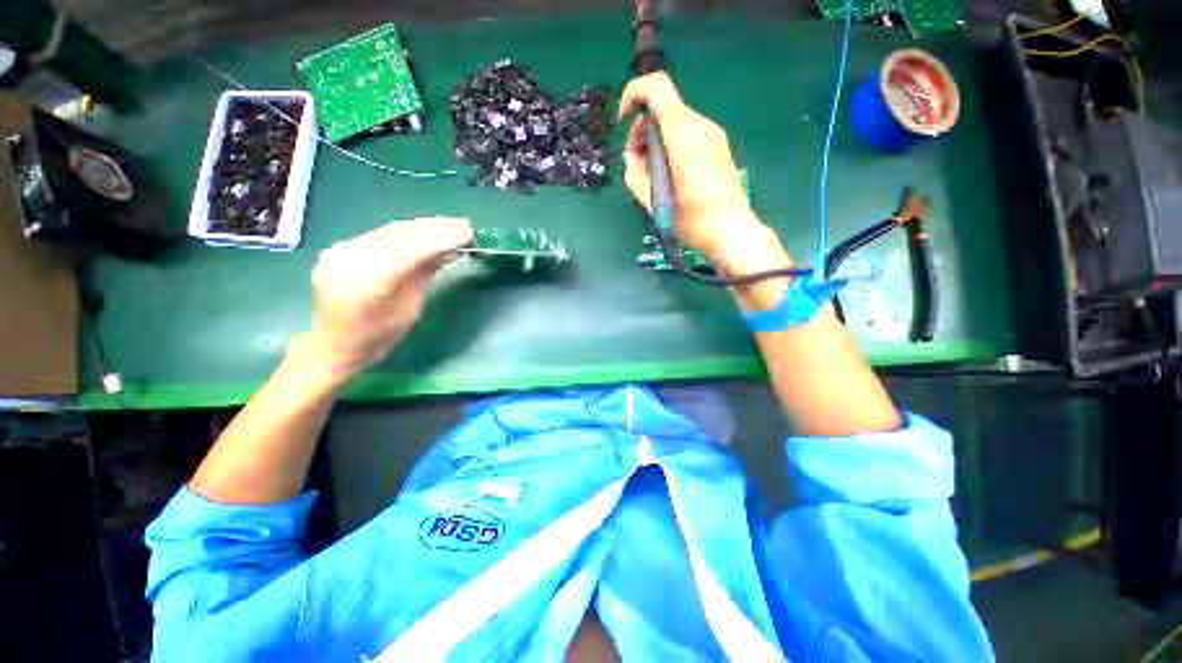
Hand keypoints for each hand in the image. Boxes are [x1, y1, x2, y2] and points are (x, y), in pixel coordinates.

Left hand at [297, 217, 473, 377]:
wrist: (332, 345)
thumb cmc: (377, 338)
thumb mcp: (409, 311)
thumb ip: (424, 275)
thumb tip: (449, 250)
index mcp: (366, 284)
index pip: (409, 250)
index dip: (441, 240)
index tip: (468, 234)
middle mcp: (348, 259)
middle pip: (399, 235)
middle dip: (436, 229)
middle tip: (465, 225)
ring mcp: (341, 250)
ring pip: (390, 230)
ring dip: (425, 226)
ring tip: (453, 225)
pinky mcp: (342, 248)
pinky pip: (381, 235)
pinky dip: (408, 232)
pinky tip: (428, 230)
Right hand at [618, 73, 790, 277]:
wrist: (732, 231)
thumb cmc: (691, 220)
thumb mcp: (654, 202)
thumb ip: (635, 175)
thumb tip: (631, 158)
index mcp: (683, 135)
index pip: (657, 87)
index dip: (633, 95)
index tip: (623, 123)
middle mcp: (700, 126)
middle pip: (663, 108)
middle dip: (642, 131)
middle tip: (637, 165)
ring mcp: (712, 135)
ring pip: (674, 123)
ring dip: (655, 142)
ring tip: (652, 176)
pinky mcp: (717, 147)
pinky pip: (686, 135)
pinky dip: (670, 147)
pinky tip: (670, 176)